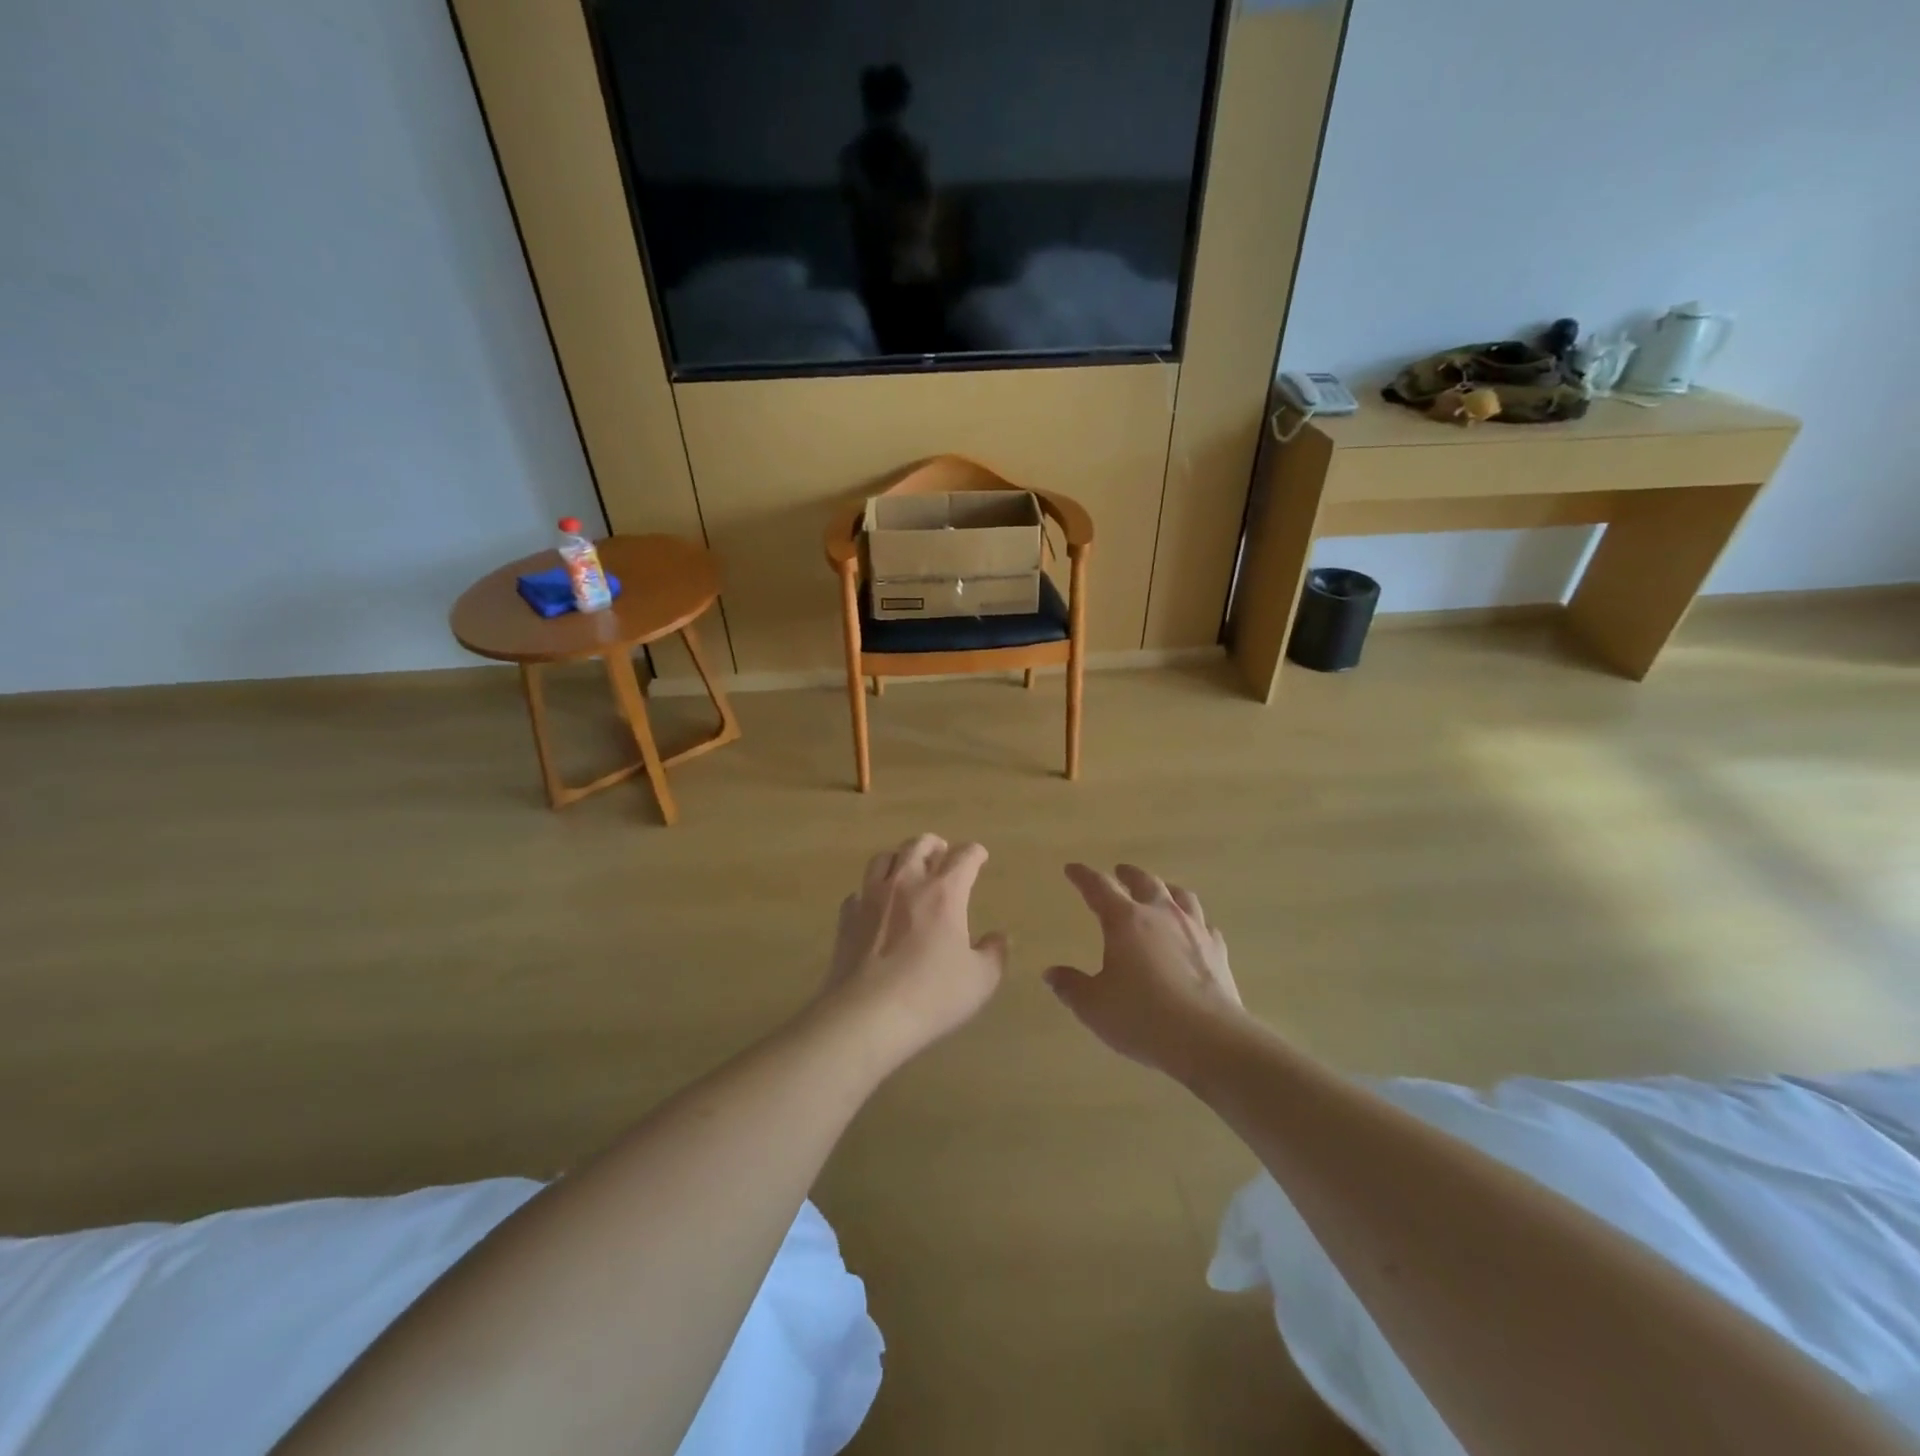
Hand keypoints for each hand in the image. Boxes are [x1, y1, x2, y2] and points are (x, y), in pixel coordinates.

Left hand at [820, 834, 1008, 1068]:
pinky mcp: (847, 917)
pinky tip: (875, 906)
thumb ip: (994, 953)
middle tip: (942, 853)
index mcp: (944, 892)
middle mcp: (907, 883)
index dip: (975, 853)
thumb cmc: (931, 995)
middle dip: (935, 845)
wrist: (867, 1015)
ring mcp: (871, 897)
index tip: (979, 856)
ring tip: (907, 869)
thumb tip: (998, 937)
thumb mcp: (980, 980)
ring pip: (883, 858)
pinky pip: (859, 892)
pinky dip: (870, 892)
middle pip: (919, 845)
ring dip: (899, 858)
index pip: (964, 856)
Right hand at [1044, 864, 1245, 1080]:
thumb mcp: (1094, 1006)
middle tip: (1120, 871)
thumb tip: (1051, 973)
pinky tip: (1195, 931)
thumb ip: (1071, 986)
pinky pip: (1205, 925)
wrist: (1208, 1038)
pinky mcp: (1218, 951)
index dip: (1083, 876)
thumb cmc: (1142, 1017)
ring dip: (1166, 889)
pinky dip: (1195, 922)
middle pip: (1145, 882)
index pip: (1099, 887)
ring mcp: (1194, 930)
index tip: (1072, 869)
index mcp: (1125, 920)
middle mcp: (1161, 915)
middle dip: (1129, 874)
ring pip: (1181, 896)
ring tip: (1161, 891)